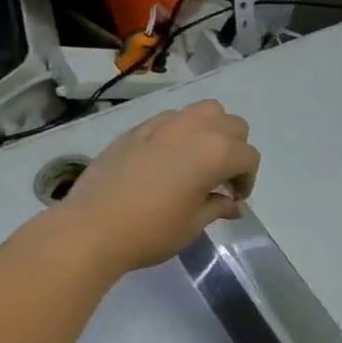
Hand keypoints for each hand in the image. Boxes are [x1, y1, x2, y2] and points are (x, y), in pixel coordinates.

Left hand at [60, 100, 260, 271]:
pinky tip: (167, 159)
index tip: (235, 199)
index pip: (248, 157)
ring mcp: (163, 124)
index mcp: (215, 152)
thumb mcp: (193, 224)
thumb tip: (231, 203)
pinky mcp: (137, 128)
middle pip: (232, 125)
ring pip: (203, 111)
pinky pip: (171, 119)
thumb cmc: (151, 231)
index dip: (248, 179)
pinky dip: (181, 132)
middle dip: (235, 150)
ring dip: (211, 131)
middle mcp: (194, 128)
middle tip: (222, 178)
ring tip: (199, 160)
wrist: (93, 227)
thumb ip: (217, 206)